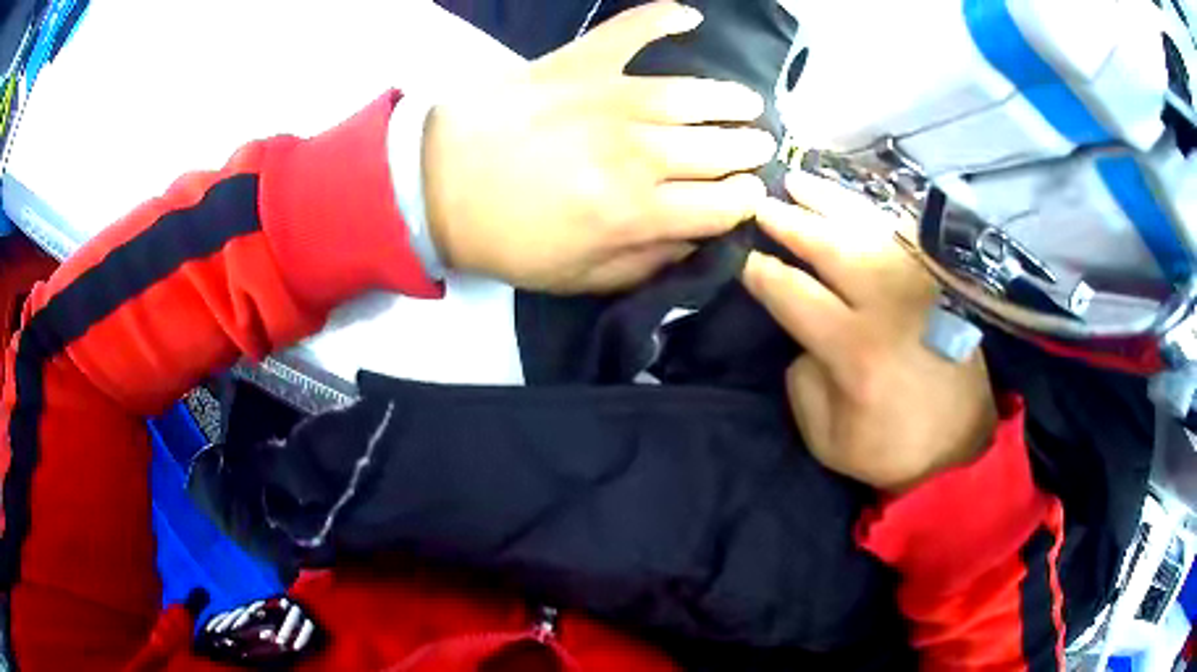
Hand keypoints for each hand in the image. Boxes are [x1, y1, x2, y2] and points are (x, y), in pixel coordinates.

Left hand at [422, 1, 774, 292]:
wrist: (438, 184)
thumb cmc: (507, 237)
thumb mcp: (578, 278)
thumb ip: (645, 264)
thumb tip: (695, 242)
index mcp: (637, 211)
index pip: (722, 204)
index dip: (745, 201)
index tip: (748, 197)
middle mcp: (637, 151)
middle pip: (719, 149)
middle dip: (749, 151)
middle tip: (758, 147)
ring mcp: (610, 98)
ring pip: (695, 95)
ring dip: (731, 100)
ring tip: (747, 104)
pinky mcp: (580, 62)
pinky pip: (631, 31)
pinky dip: (662, 18)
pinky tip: (690, 15)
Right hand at [742, 172, 997, 492]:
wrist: (961, 448)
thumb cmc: (892, 449)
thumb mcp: (828, 439)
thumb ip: (803, 381)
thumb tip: (803, 336)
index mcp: (855, 348)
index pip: (793, 292)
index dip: (761, 273)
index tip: (742, 258)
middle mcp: (888, 303)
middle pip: (830, 245)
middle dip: (790, 221)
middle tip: (762, 202)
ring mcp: (919, 285)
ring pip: (867, 226)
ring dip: (828, 201)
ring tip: (799, 181)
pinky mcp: (940, 282)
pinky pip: (903, 232)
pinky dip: (874, 211)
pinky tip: (854, 200)